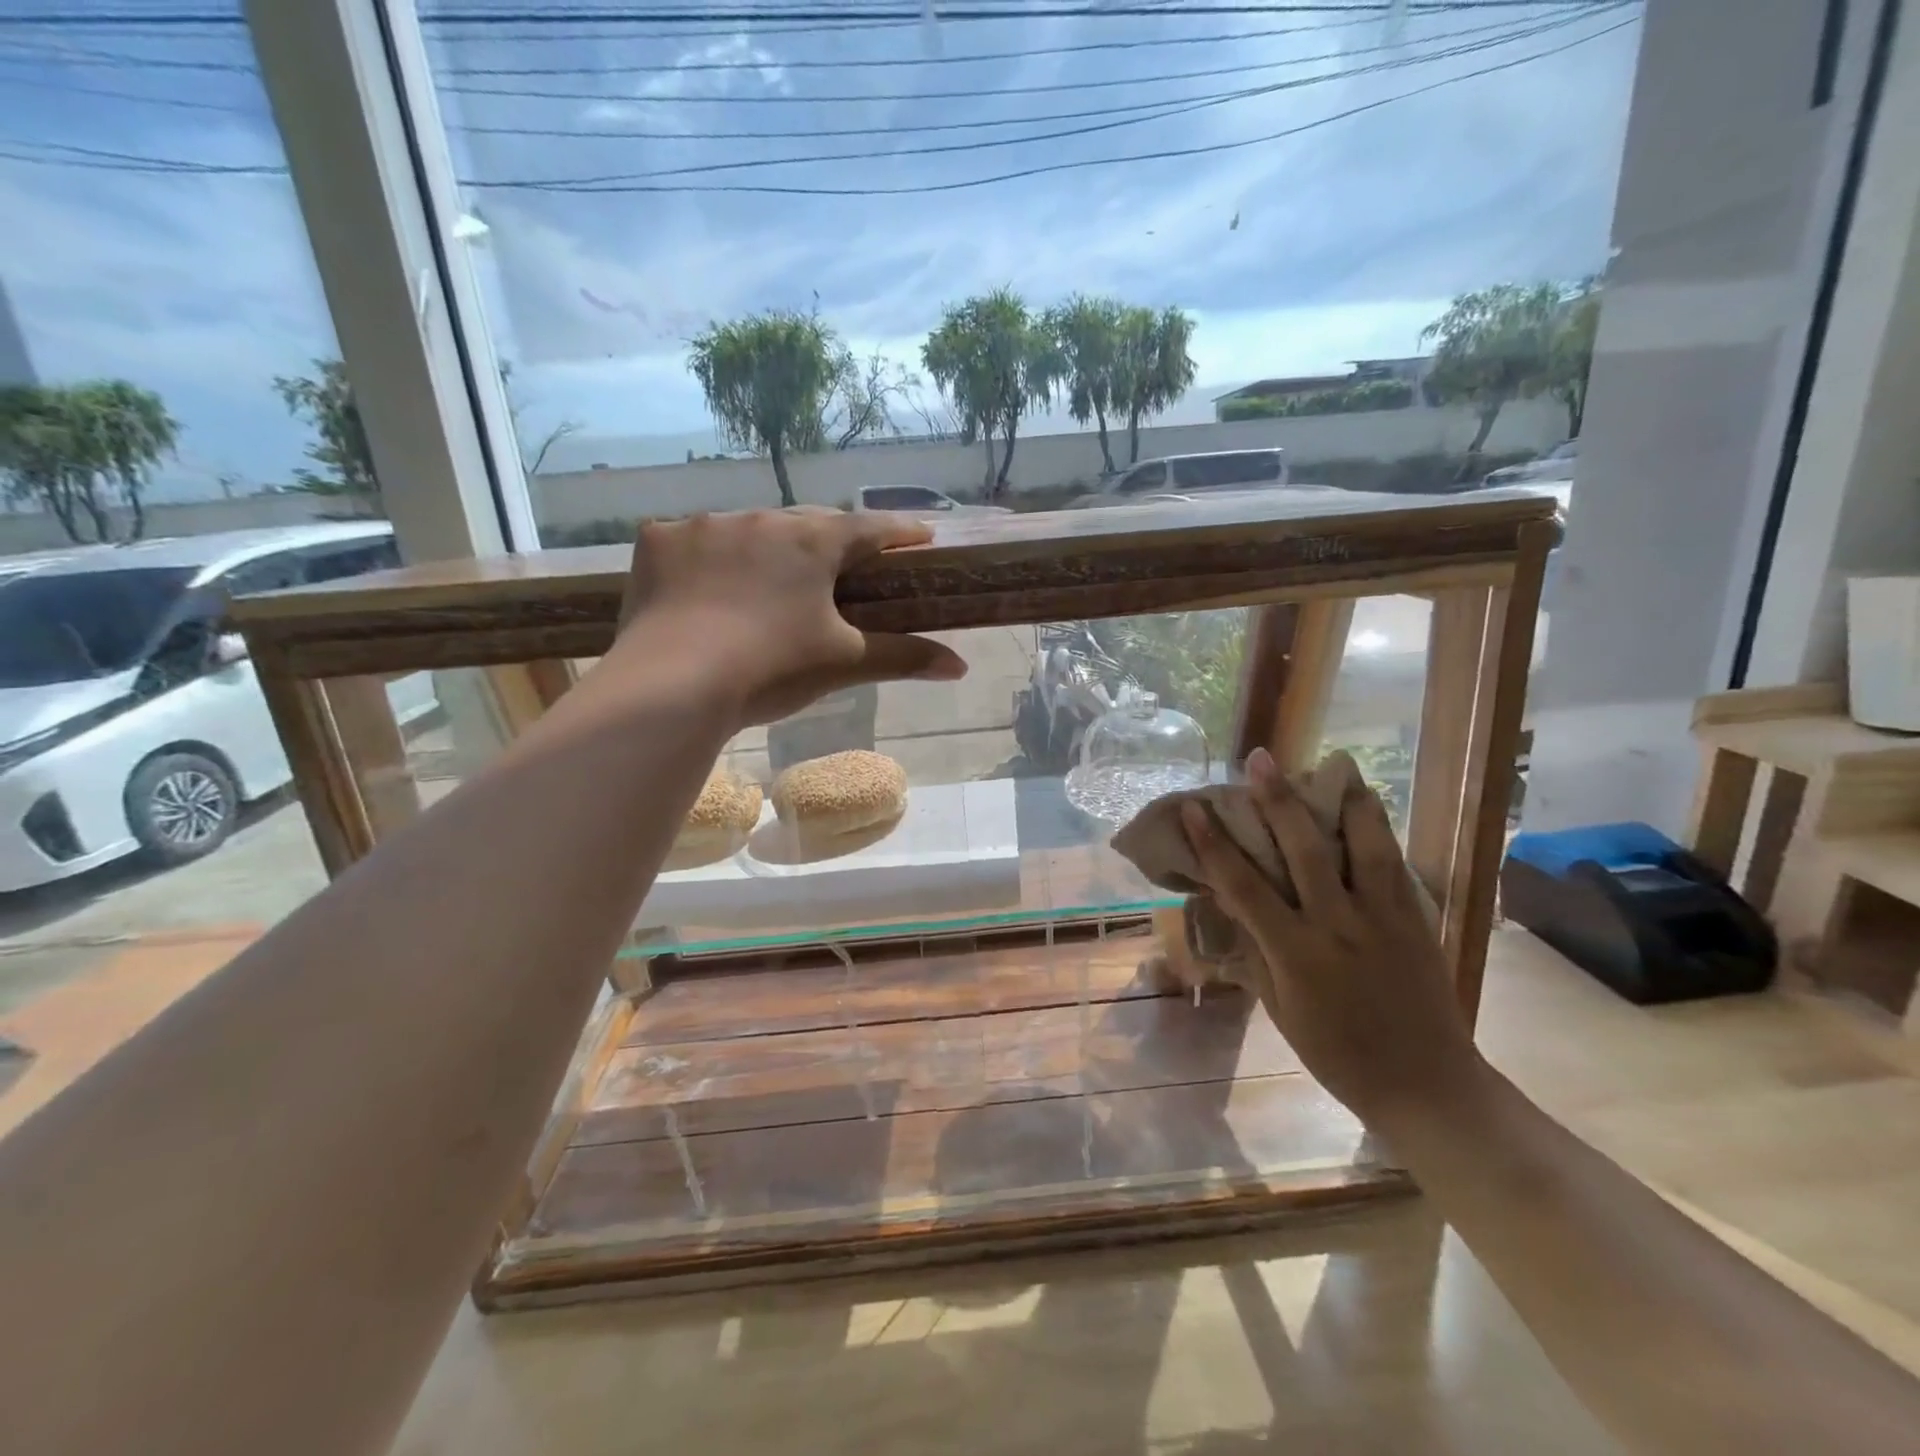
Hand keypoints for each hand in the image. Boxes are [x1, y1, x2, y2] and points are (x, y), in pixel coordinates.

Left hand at [614, 508, 966, 727]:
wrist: (673, 685)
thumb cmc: (771, 669)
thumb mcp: (843, 663)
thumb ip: (904, 658)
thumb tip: (961, 668)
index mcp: (812, 542)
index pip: (869, 528)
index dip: (899, 532)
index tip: (920, 536)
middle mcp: (760, 519)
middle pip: (808, 523)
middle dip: (830, 540)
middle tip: (842, 563)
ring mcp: (703, 526)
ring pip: (749, 530)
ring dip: (765, 548)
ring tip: (767, 579)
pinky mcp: (658, 543)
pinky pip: (692, 542)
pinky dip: (706, 558)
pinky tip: (705, 584)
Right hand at [1179, 746, 1483, 1128]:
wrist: (1428, 1086)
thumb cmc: (1338, 1056)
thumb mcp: (1281, 1010)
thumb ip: (1256, 952)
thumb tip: (1230, 904)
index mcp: (1296, 954)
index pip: (1245, 887)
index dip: (1215, 845)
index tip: (1195, 809)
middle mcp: (1339, 925)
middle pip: (1305, 850)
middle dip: (1279, 801)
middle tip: (1262, 759)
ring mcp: (1384, 919)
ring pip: (1364, 846)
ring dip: (1344, 801)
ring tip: (1335, 764)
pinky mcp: (1416, 920)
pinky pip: (1395, 863)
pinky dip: (1379, 828)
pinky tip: (1370, 804)